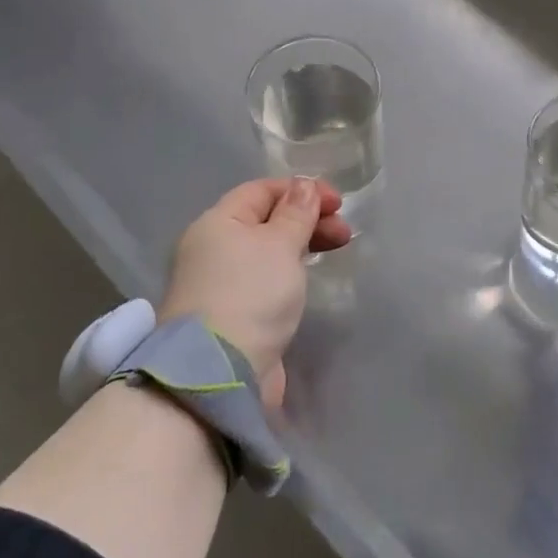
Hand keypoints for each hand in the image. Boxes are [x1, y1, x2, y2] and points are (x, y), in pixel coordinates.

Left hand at [158, 177, 350, 407]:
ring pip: (267, 250)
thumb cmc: (251, 294)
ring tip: (335, 250)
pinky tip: (307, 277)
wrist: (220, 372)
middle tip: (344, 232)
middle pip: (266, 220)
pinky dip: (289, 271)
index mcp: (218, 222)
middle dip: (307, 219)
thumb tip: (304, 185)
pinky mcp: (232, 312)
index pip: (262, 190)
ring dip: (302, 244)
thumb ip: (296, 213)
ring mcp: (220, 282)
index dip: (301, 190)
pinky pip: (264, 278)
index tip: (338, 203)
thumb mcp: (280, 245)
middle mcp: (213, 247)